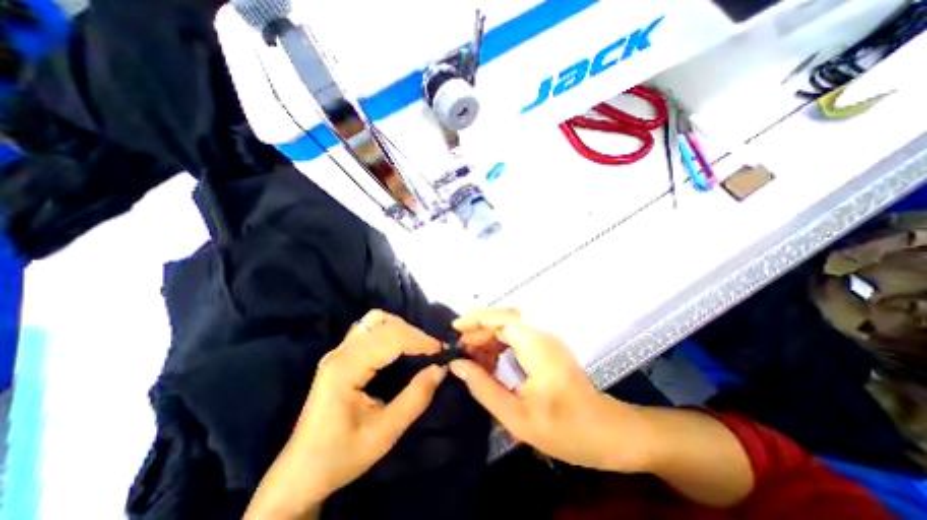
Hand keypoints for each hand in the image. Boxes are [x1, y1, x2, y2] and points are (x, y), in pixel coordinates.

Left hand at [243, 311, 447, 517]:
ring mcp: (337, 351)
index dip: (419, 340)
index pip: (390, 338)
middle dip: (412, 333)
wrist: (303, 472)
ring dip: (400, 327)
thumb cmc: (342, 455)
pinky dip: (389, 330)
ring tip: (417, 346)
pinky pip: (368, 328)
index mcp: (345, 369)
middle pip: (383, 324)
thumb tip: (440, 369)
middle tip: (432, 350)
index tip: (441, 350)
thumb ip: (416, 398)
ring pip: (374, 320)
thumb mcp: (385, 433)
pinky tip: (398, 346)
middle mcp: (339, 352)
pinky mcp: (340, 355)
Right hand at [446, 311, 650, 473]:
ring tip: (471, 360)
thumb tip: (458, 366)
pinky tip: (490, 363)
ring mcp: (546, 342)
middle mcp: (542, 337)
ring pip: (509, 329)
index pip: (504, 318)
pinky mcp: (546, 349)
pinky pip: (517, 339)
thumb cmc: (565, 430)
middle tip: (460, 352)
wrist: (607, 433)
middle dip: (479, 332)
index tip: (456, 329)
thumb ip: (483, 387)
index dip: (477, 318)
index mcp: (537, 347)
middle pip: (504, 321)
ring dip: (488, 339)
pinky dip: (499, 347)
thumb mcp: (517, 416)